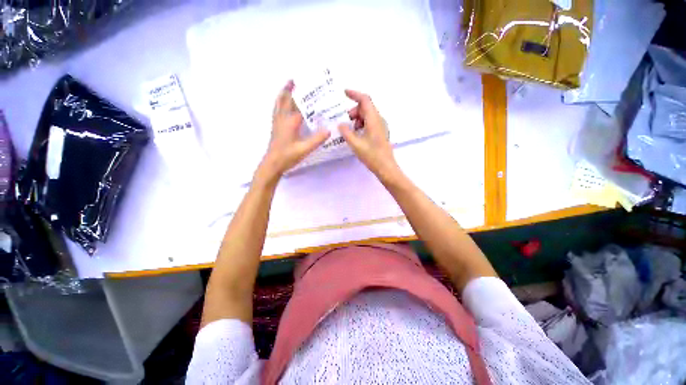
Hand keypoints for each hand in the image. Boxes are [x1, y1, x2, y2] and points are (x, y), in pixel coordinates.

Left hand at [259, 81, 330, 180]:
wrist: (272, 164)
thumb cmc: (288, 156)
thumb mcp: (305, 149)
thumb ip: (317, 139)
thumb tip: (329, 130)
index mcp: (291, 121)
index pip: (300, 105)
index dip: (307, 97)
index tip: (313, 87)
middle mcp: (283, 118)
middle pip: (286, 99)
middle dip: (292, 88)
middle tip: (298, 79)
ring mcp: (277, 122)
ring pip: (279, 102)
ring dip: (284, 93)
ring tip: (289, 85)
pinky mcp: (275, 126)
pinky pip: (276, 109)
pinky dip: (279, 101)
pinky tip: (282, 103)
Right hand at [338, 90, 398, 180]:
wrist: (386, 167)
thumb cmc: (371, 156)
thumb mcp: (355, 144)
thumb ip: (346, 132)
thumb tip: (341, 124)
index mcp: (374, 120)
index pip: (365, 100)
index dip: (354, 94)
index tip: (344, 93)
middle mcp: (379, 120)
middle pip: (366, 107)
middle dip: (355, 110)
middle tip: (347, 121)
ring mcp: (381, 126)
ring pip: (368, 115)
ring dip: (358, 118)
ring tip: (352, 130)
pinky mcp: (381, 133)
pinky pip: (371, 122)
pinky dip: (362, 124)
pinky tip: (358, 135)